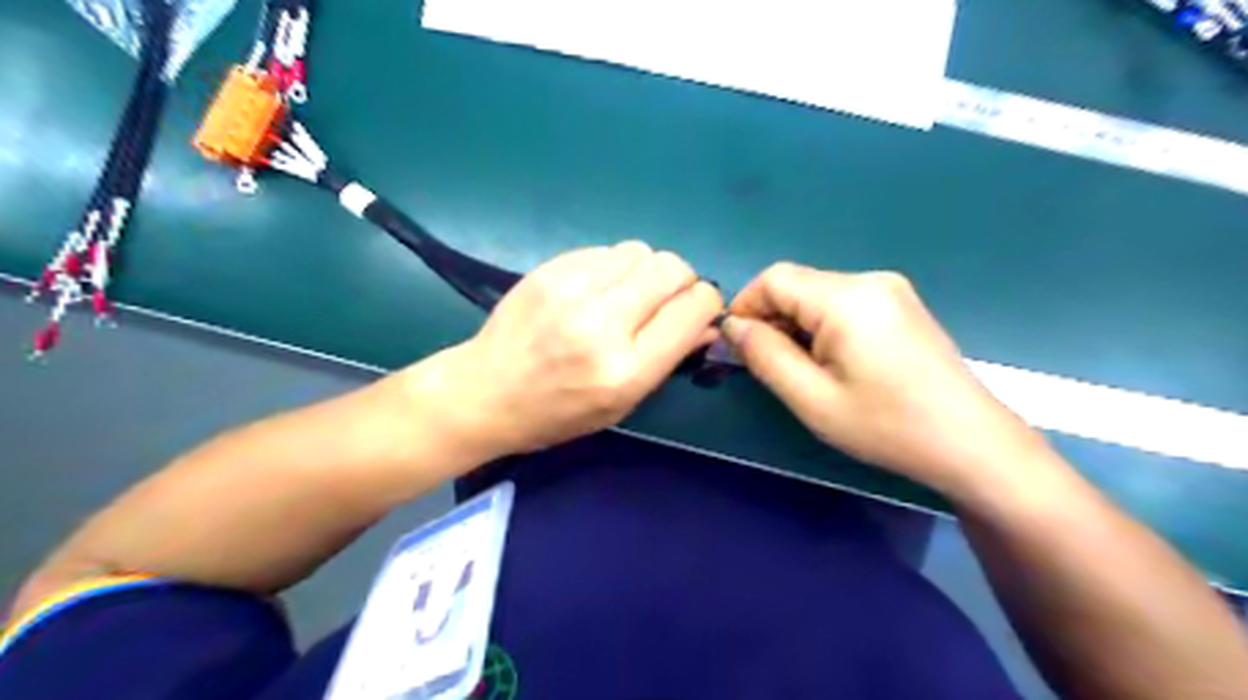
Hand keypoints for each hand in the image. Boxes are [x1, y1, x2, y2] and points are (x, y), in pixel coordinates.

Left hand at [416, 242, 723, 457]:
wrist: (486, 392)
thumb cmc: (558, 412)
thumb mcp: (622, 403)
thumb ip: (669, 359)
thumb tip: (707, 323)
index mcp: (625, 368)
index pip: (692, 308)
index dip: (705, 304)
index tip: (697, 312)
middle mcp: (601, 322)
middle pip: (671, 268)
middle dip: (682, 281)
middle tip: (666, 300)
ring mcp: (571, 289)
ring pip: (641, 251)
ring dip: (647, 271)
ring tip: (628, 295)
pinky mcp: (549, 269)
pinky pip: (606, 251)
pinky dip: (615, 267)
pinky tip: (597, 290)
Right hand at [717, 262, 1044, 498]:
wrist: (971, 443)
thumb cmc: (886, 426)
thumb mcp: (812, 399)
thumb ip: (765, 355)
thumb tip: (733, 326)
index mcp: (846, 298)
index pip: (774, 278)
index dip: (745, 306)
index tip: (737, 346)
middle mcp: (869, 280)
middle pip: (797, 284)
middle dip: (771, 318)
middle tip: (768, 366)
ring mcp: (891, 289)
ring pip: (818, 294)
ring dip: (796, 324)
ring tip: (801, 370)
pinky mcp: (901, 305)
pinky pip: (844, 303)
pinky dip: (822, 326)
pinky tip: (832, 362)